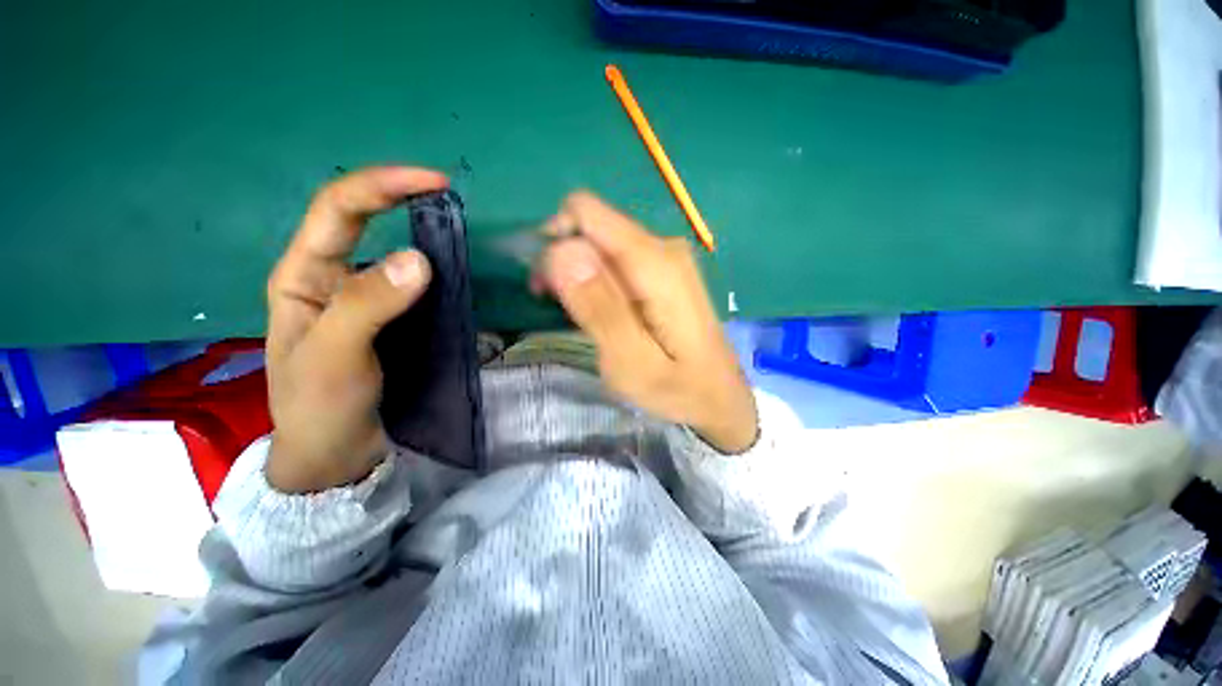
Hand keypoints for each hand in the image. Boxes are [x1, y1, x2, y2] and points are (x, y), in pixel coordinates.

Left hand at [264, 166, 447, 492]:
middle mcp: (333, 278)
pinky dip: (437, 273)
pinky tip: (456, 276)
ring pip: (393, 253)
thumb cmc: (320, 408)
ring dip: (424, 237)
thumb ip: (367, 306)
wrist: (336, 454)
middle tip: (450, 203)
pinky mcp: (392, 320)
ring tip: (459, 237)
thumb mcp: (334, 357)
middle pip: (365, 222)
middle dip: (403, 201)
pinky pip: (415, 285)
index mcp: (304, 276)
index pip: (339, 210)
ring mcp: (365, 300)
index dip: (383, 186)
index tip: (435, 183)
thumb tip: (419, 258)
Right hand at [539, 192, 758, 453]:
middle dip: (565, 262)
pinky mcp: (664, 270)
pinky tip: (601, 312)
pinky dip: (597, 281)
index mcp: (655, 263)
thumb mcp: (632, 362)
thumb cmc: (678, 388)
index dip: (555, 243)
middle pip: (592, 228)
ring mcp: (666, 257)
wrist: (719, 396)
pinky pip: (615, 260)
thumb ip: (598, 308)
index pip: (585, 213)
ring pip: (601, 244)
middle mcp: (662, 247)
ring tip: (580, 317)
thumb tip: (562, 251)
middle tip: (561, 309)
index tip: (547, 287)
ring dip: (579, 275)